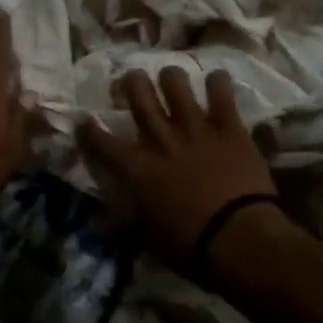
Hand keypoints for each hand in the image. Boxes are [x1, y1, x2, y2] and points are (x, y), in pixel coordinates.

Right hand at [79, 66, 276, 268]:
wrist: (237, 238)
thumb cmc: (189, 246)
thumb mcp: (147, 237)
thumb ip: (124, 221)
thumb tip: (100, 223)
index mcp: (137, 168)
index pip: (103, 141)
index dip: (89, 129)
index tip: (85, 119)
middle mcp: (161, 140)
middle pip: (138, 96)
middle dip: (131, 82)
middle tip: (131, 79)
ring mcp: (195, 129)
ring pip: (176, 85)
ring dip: (171, 77)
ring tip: (171, 77)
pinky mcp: (228, 128)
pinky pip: (221, 94)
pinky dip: (218, 83)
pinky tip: (216, 79)